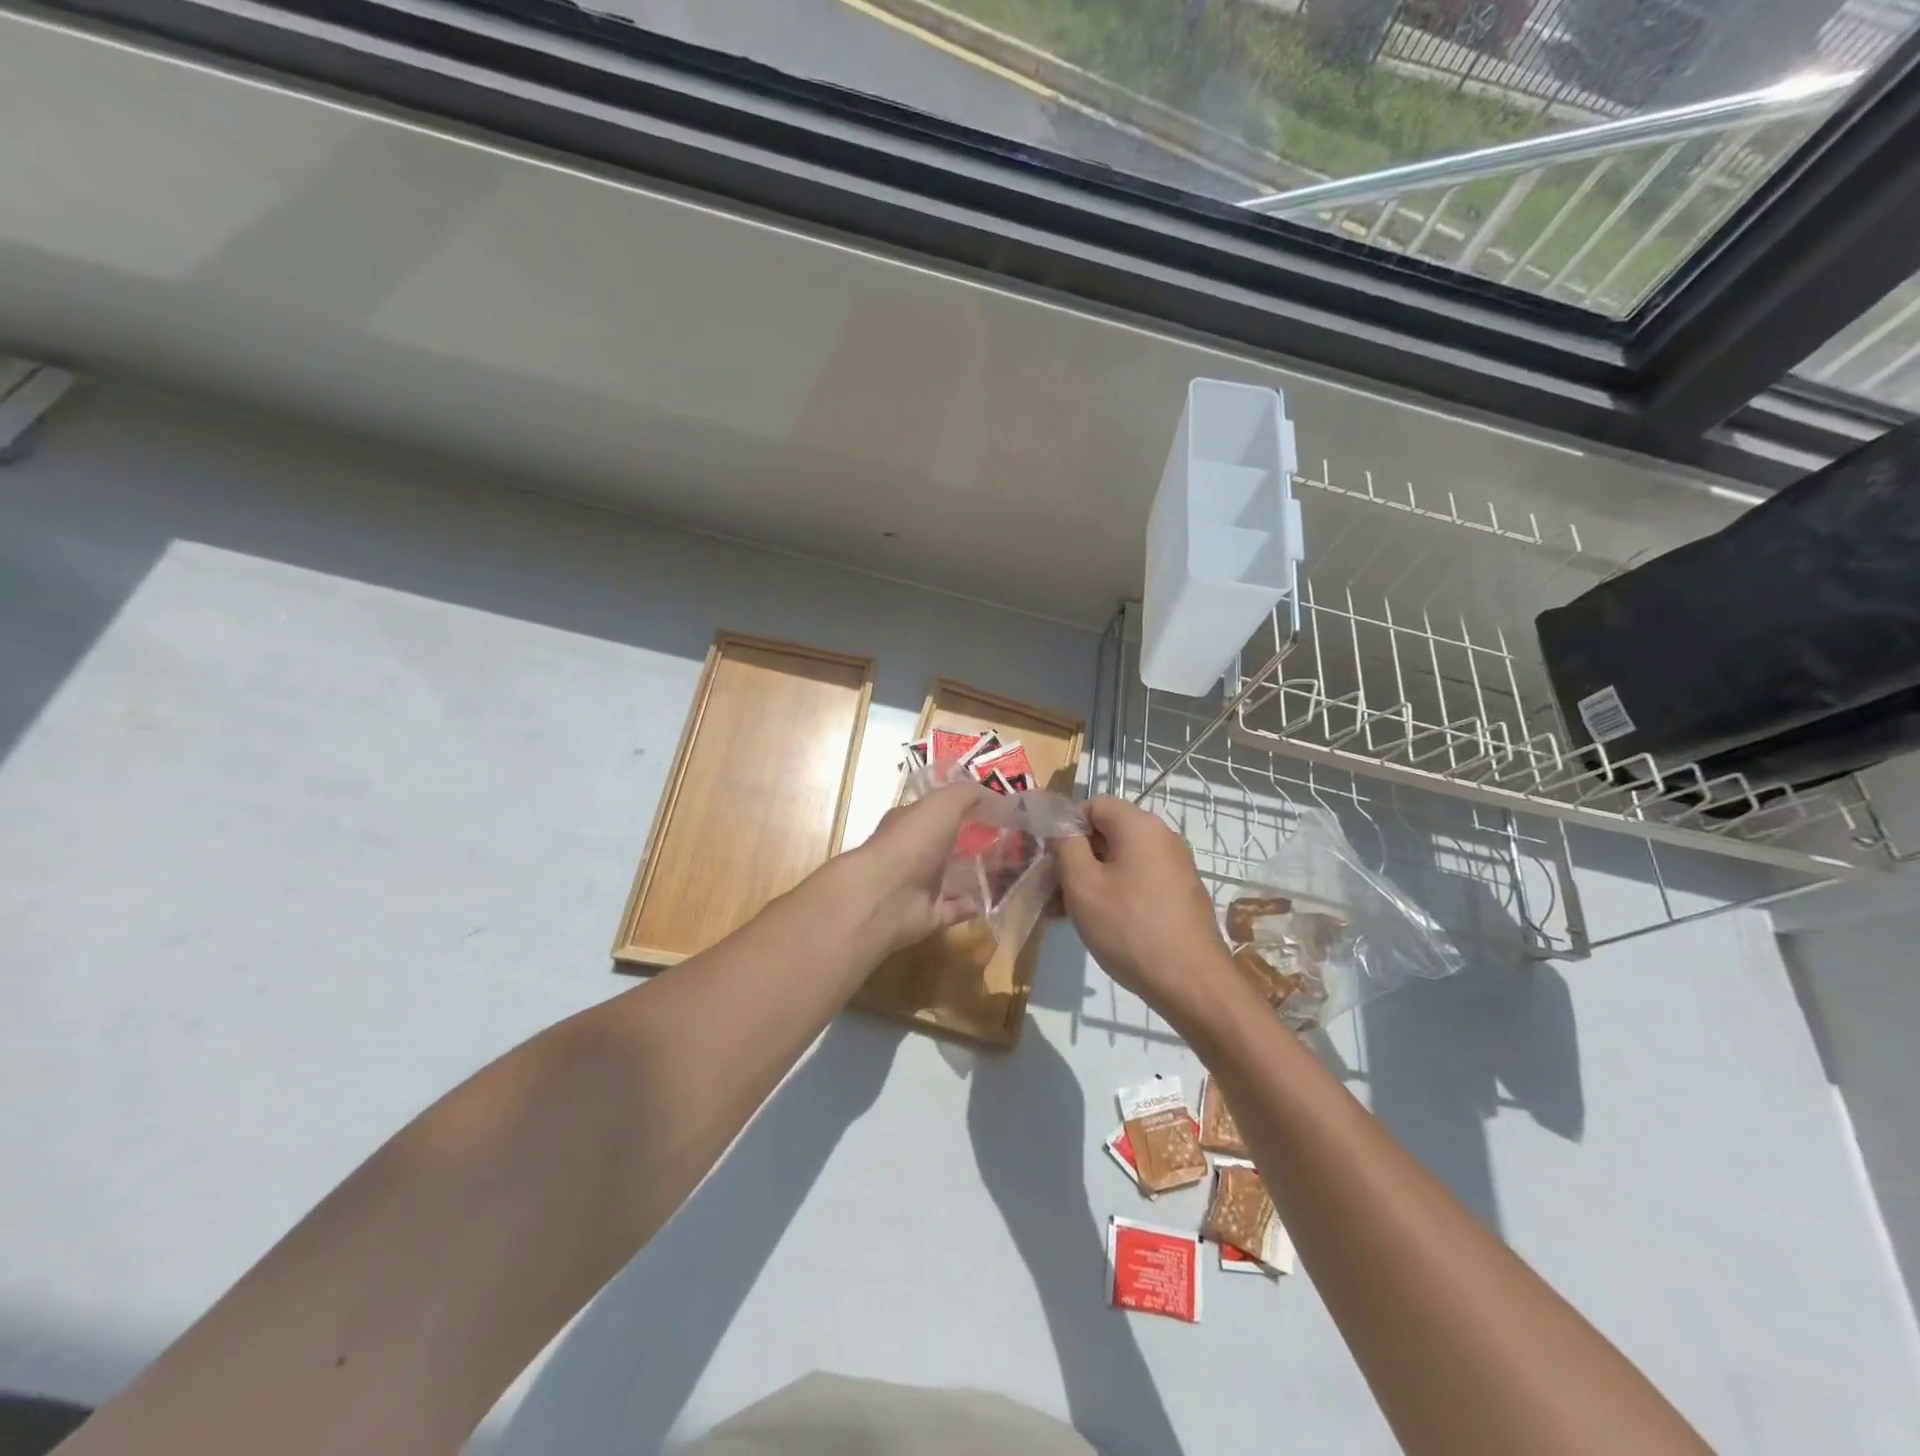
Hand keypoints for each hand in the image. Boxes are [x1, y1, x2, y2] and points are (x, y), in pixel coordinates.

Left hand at [837, 780, 995, 954]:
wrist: (886, 895)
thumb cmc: (913, 841)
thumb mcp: (943, 803)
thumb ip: (968, 794)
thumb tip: (996, 796)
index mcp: (912, 822)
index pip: (938, 812)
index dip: (965, 808)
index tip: (998, 809)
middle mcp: (914, 852)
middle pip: (948, 845)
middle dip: (974, 843)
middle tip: (1010, 841)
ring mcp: (920, 885)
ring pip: (953, 878)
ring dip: (975, 875)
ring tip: (1009, 871)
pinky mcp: (929, 915)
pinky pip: (955, 909)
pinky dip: (971, 905)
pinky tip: (993, 899)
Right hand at [1054, 797, 1234, 1023]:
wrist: (1191, 982)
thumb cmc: (1129, 927)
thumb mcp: (1082, 885)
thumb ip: (1065, 846)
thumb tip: (1061, 828)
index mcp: (1139, 825)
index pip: (1093, 804)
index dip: (1065, 826)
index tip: (1048, 858)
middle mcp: (1162, 837)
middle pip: (1106, 833)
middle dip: (1073, 858)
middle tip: (1050, 891)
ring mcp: (1175, 866)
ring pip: (1120, 861)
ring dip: (1089, 880)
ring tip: (1064, 914)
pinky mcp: (1180, 894)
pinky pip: (1138, 880)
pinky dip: (1113, 893)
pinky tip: (1095, 924)